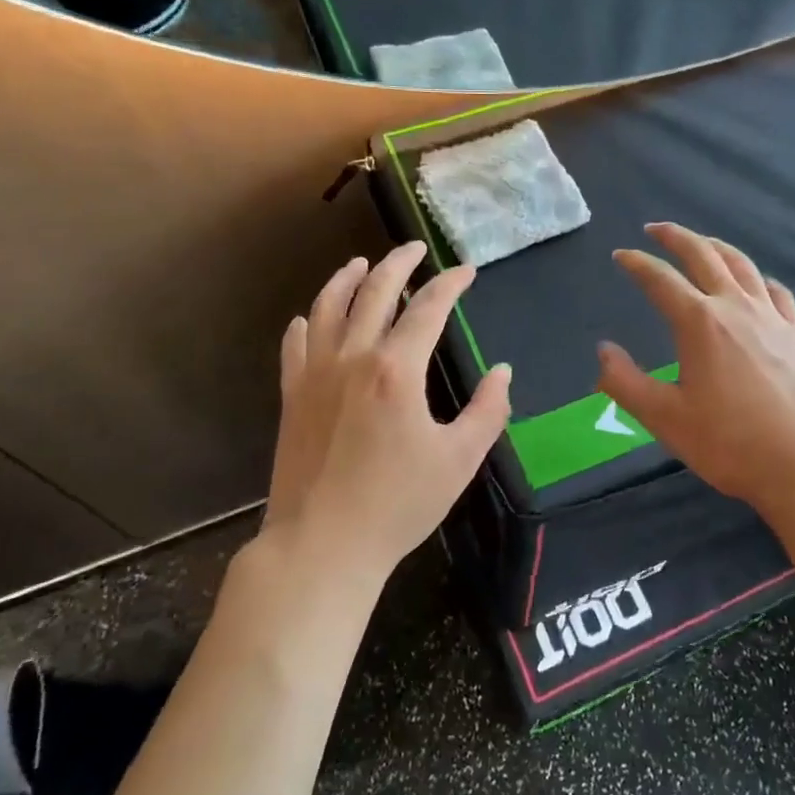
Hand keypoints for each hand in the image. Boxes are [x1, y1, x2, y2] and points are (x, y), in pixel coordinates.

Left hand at [265, 242, 511, 582]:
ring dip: (346, 279)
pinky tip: (310, 317)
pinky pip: (295, 345)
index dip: (449, 284)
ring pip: (328, 307)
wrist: (322, 545)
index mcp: (396, 369)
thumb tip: (502, 372)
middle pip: (374, 292)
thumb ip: (488, 410)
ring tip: (361, 263)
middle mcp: (353, 358)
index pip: (427, 308)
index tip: (466, 271)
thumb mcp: (459, 460)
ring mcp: (315, 375)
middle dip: (398, 264)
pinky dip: (306, 322)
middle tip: (414, 249)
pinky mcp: (292, 396)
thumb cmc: (398, 504)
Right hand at [597, 223, 794, 516]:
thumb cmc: (731, 443)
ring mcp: (772, 317)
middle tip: (656, 229)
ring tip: (702, 243)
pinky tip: (756, 284)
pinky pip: (776, 291)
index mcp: (699, 322)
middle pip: (704, 255)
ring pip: (742, 265)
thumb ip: (625, 382)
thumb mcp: (665, 418)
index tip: (620, 255)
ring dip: (716, 247)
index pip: (660, 279)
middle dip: (676, 237)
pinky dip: (758, 278)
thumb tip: (603, 350)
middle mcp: (735, 307)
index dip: (637, 263)